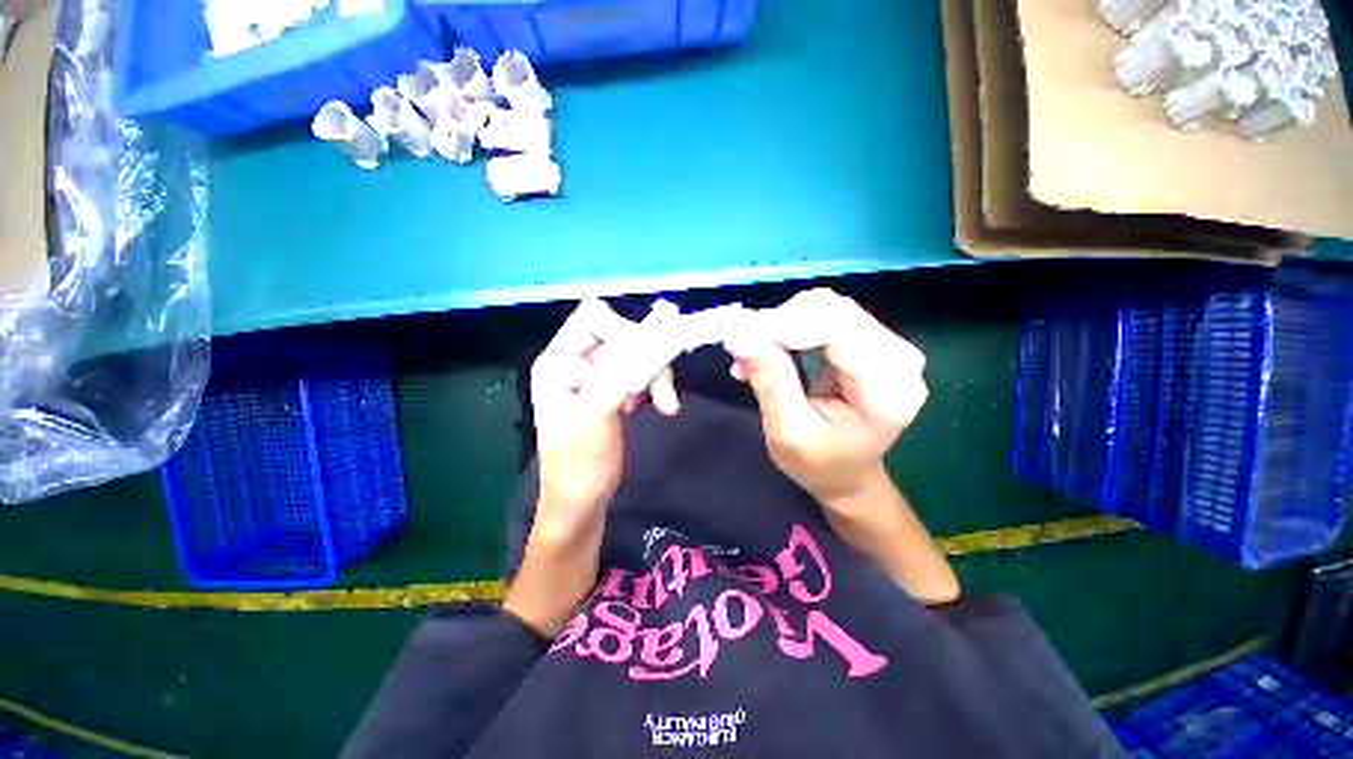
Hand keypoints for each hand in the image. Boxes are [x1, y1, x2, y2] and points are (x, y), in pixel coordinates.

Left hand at [509, 299, 678, 635]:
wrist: (581, 506)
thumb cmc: (580, 469)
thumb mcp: (598, 417)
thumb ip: (623, 369)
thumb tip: (660, 323)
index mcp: (558, 361)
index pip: (595, 318)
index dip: (625, 332)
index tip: (645, 363)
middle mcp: (575, 361)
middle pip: (621, 333)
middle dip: (648, 359)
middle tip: (664, 394)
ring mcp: (594, 375)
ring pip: (637, 352)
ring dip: (656, 375)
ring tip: (665, 406)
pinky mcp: (611, 388)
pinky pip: (640, 370)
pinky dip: (653, 384)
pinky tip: (653, 406)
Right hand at [723, 289, 927, 510]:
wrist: (846, 474)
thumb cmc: (818, 465)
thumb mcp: (787, 432)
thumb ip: (770, 381)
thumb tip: (740, 335)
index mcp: (888, 389)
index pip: (837, 329)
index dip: (785, 324)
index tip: (740, 337)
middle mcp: (898, 359)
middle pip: (833, 310)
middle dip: (780, 323)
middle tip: (743, 349)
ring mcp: (889, 346)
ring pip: (826, 308)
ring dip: (782, 325)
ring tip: (754, 356)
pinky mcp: (871, 342)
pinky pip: (825, 316)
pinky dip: (791, 327)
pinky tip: (772, 349)